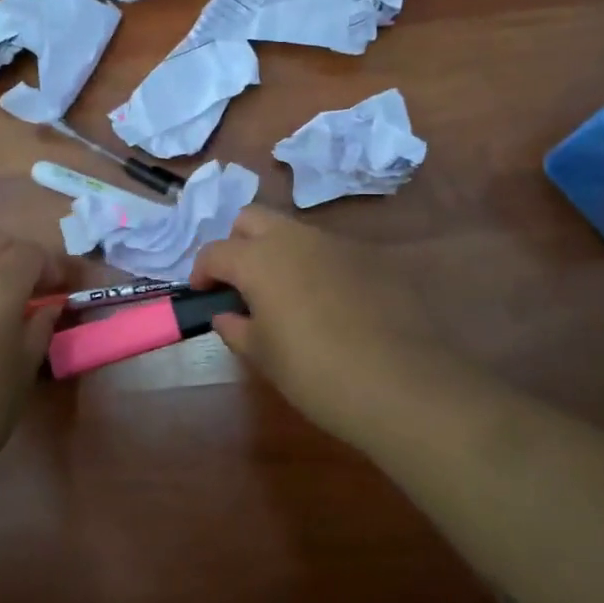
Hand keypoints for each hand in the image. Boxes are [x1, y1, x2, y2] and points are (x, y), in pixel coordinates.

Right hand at [192, 207, 479, 453]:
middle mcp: (295, 238)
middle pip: (251, 219)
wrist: (401, 383)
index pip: (216, 251)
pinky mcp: (369, 259)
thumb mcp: (263, 357)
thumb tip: (226, 315)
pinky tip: (322, 306)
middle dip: (236, 244)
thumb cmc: (315, 372)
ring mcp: (336, 244)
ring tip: (280, 296)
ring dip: (275, 252)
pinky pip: (326, 251)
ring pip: (292, 231)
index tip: (202, 295)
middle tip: (238, 284)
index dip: (202, 272)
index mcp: (260, 259)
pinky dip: (311, 266)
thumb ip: (236, 329)